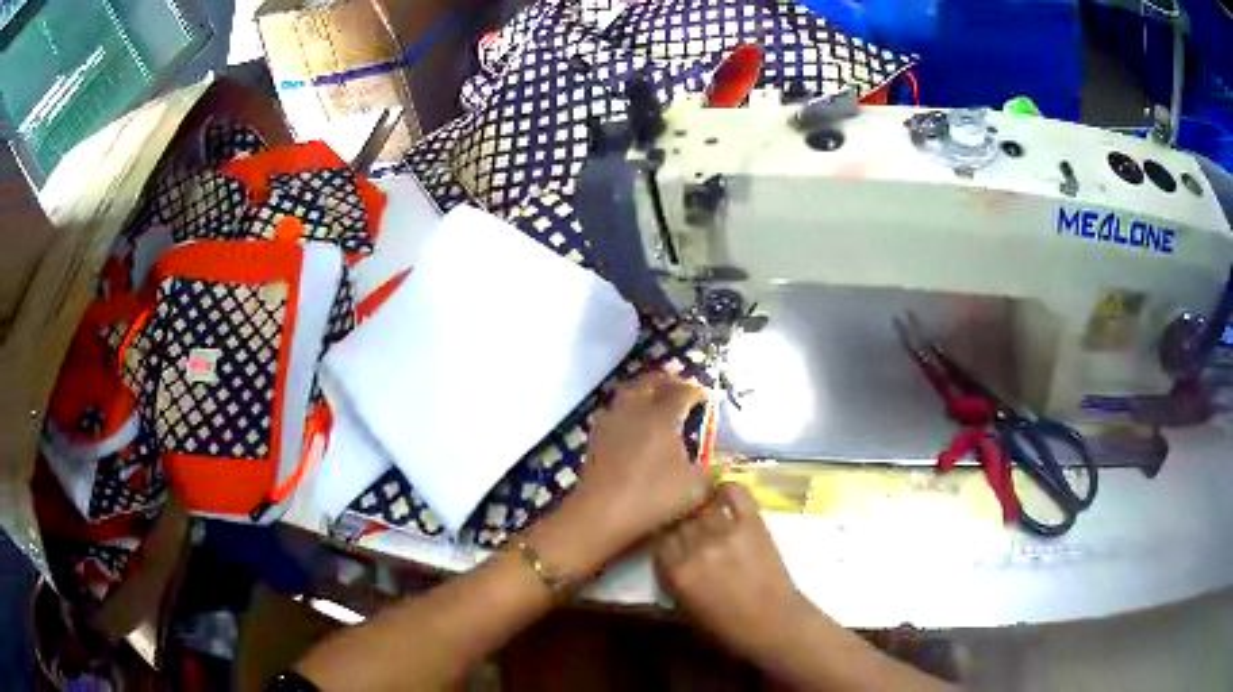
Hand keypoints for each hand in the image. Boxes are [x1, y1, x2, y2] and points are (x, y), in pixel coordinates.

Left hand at [553, 372, 713, 561]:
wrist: (601, 514)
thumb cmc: (652, 497)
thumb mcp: (695, 487)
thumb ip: (709, 470)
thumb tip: (717, 461)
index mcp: (661, 416)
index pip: (681, 392)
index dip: (696, 391)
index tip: (706, 395)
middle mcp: (634, 411)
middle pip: (649, 383)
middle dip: (667, 381)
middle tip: (680, 386)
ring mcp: (611, 423)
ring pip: (627, 393)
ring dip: (643, 391)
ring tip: (654, 400)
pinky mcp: (595, 438)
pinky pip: (614, 412)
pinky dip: (626, 410)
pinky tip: (631, 424)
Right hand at [654, 483, 807, 662]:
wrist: (773, 622)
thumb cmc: (727, 626)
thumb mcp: (685, 610)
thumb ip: (671, 580)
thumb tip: (666, 556)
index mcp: (676, 572)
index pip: (658, 539)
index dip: (662, 535)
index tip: (666, 534)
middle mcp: (696, 547)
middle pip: (678, 519)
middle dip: (678, 520)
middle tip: (683, 521)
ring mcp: (725, 531)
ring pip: (701, 505)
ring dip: (699, 505)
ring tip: (699, 503)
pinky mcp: (752, 522)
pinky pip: (735, 493)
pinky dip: (726, 489)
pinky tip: (722, 493)